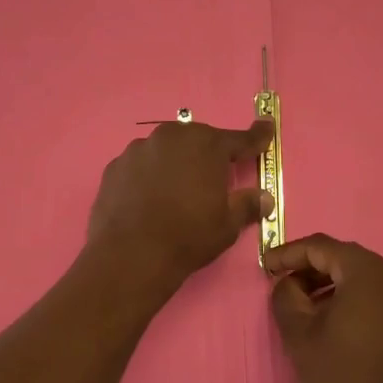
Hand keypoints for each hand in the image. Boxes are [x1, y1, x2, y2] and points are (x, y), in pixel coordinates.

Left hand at [88, 118, 273, 291]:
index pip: (239, 139)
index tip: (266, 128)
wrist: (130, 254)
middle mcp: (172, 137)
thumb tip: (265, 197)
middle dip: (208, 154)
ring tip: (176, 192)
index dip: (256, 137)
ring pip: (166, 150)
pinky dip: (148, 175)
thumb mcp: (227, 225)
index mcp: (207, 146)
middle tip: (213, 178)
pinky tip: (148, 198)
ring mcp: (139, 149)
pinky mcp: (115, 166)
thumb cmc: (188, 236)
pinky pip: (140, 165)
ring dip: (175, 163)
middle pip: (198, 140)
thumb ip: (247, 205)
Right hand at [267, 234, 382, 382]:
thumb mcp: (298, 332)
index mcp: (369, 273)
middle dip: (310, 267)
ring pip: (361, 275)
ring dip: (330, 282)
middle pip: (344, 258)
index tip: (266, 266)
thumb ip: (285, 294)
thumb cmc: (339, 376)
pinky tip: (330, 316)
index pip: (322, 247)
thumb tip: (289, 282)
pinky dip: (351, 295)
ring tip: (302, 302)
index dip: (290, 253)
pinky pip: (377, 293)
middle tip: (282, 282)